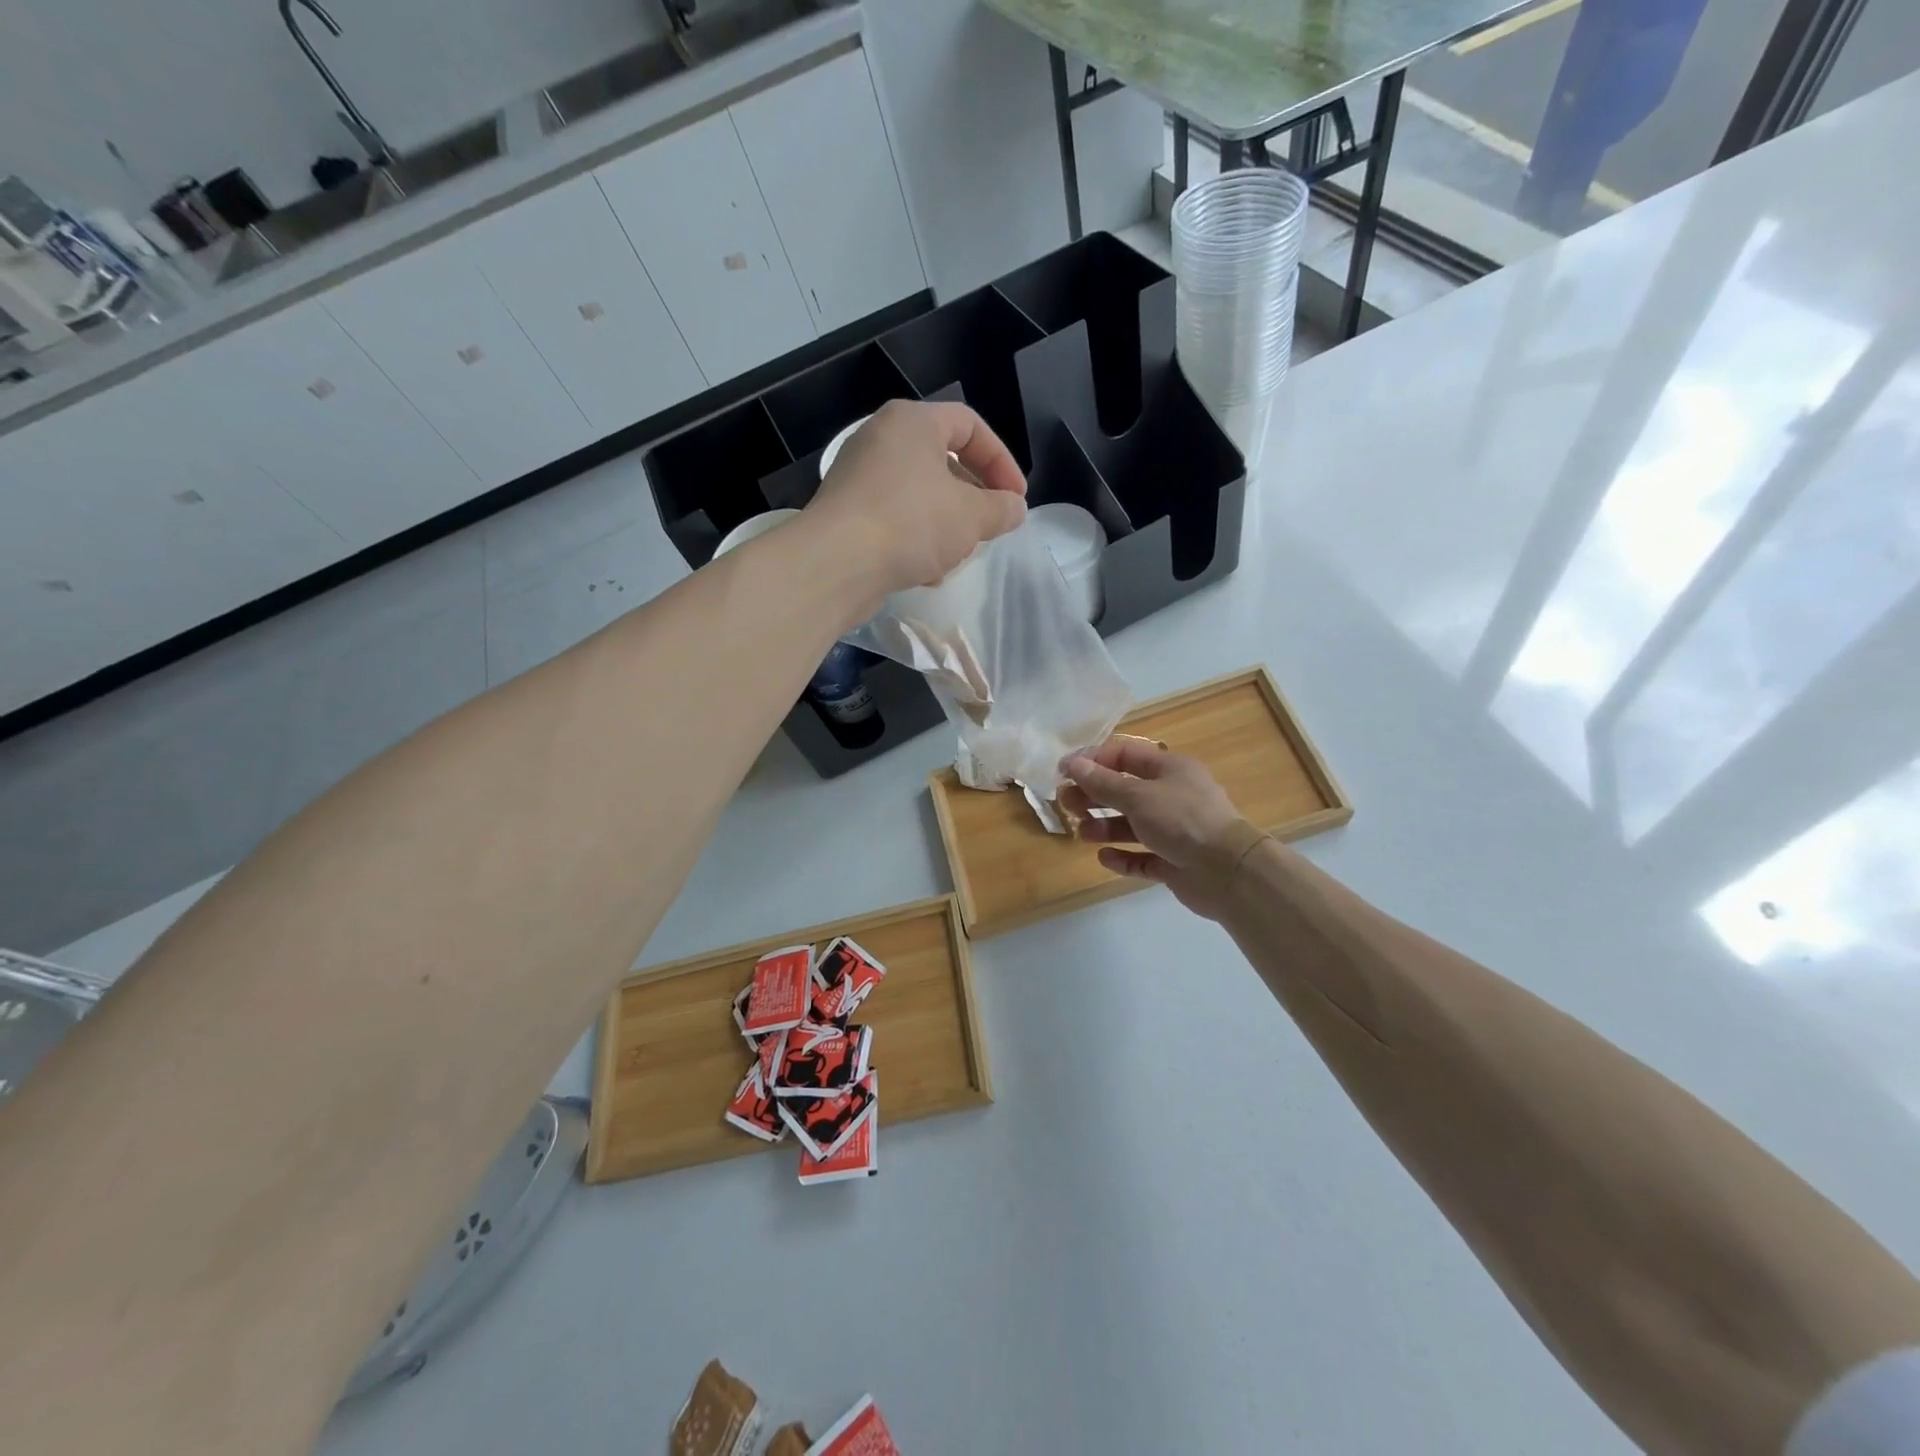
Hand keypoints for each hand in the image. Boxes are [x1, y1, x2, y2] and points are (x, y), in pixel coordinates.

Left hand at [805, 400, 1026, 608]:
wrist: (836, 564)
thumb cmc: (911, 524)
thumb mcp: (971, 516)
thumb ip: (1000, 509)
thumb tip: (1014, 508)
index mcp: (911, 422)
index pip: (969, 425)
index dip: (1001, 461)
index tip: (1016, 499)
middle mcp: (880, 441)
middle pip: (942, 461)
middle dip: (972, 497)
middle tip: (989, 526)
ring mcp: (858, 479)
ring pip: (918, 495)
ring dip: (945, 524)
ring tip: (959, 554)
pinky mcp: (847, 516)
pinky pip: (894, 520)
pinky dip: (916, 541)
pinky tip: (927, 573)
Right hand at [1059, 738, 1256, 919]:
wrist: (1228, 872)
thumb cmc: (1182, 821)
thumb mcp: (1137, 796)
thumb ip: (1102, 782)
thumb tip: (1073, 764)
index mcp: (1170, 769)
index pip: (1125, 755)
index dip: (1093, 761)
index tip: (1064, 772)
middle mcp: (1173, 796)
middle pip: (1125, 790)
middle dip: (1094, 795)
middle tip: (1066, 804)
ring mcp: (1175, 831)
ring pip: (1132, 824)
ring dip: (1105, 827)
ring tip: (1082, 833)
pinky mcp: (1175, 862)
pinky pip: (1143, 856)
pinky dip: (1123, 856)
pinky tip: (1104, 858)